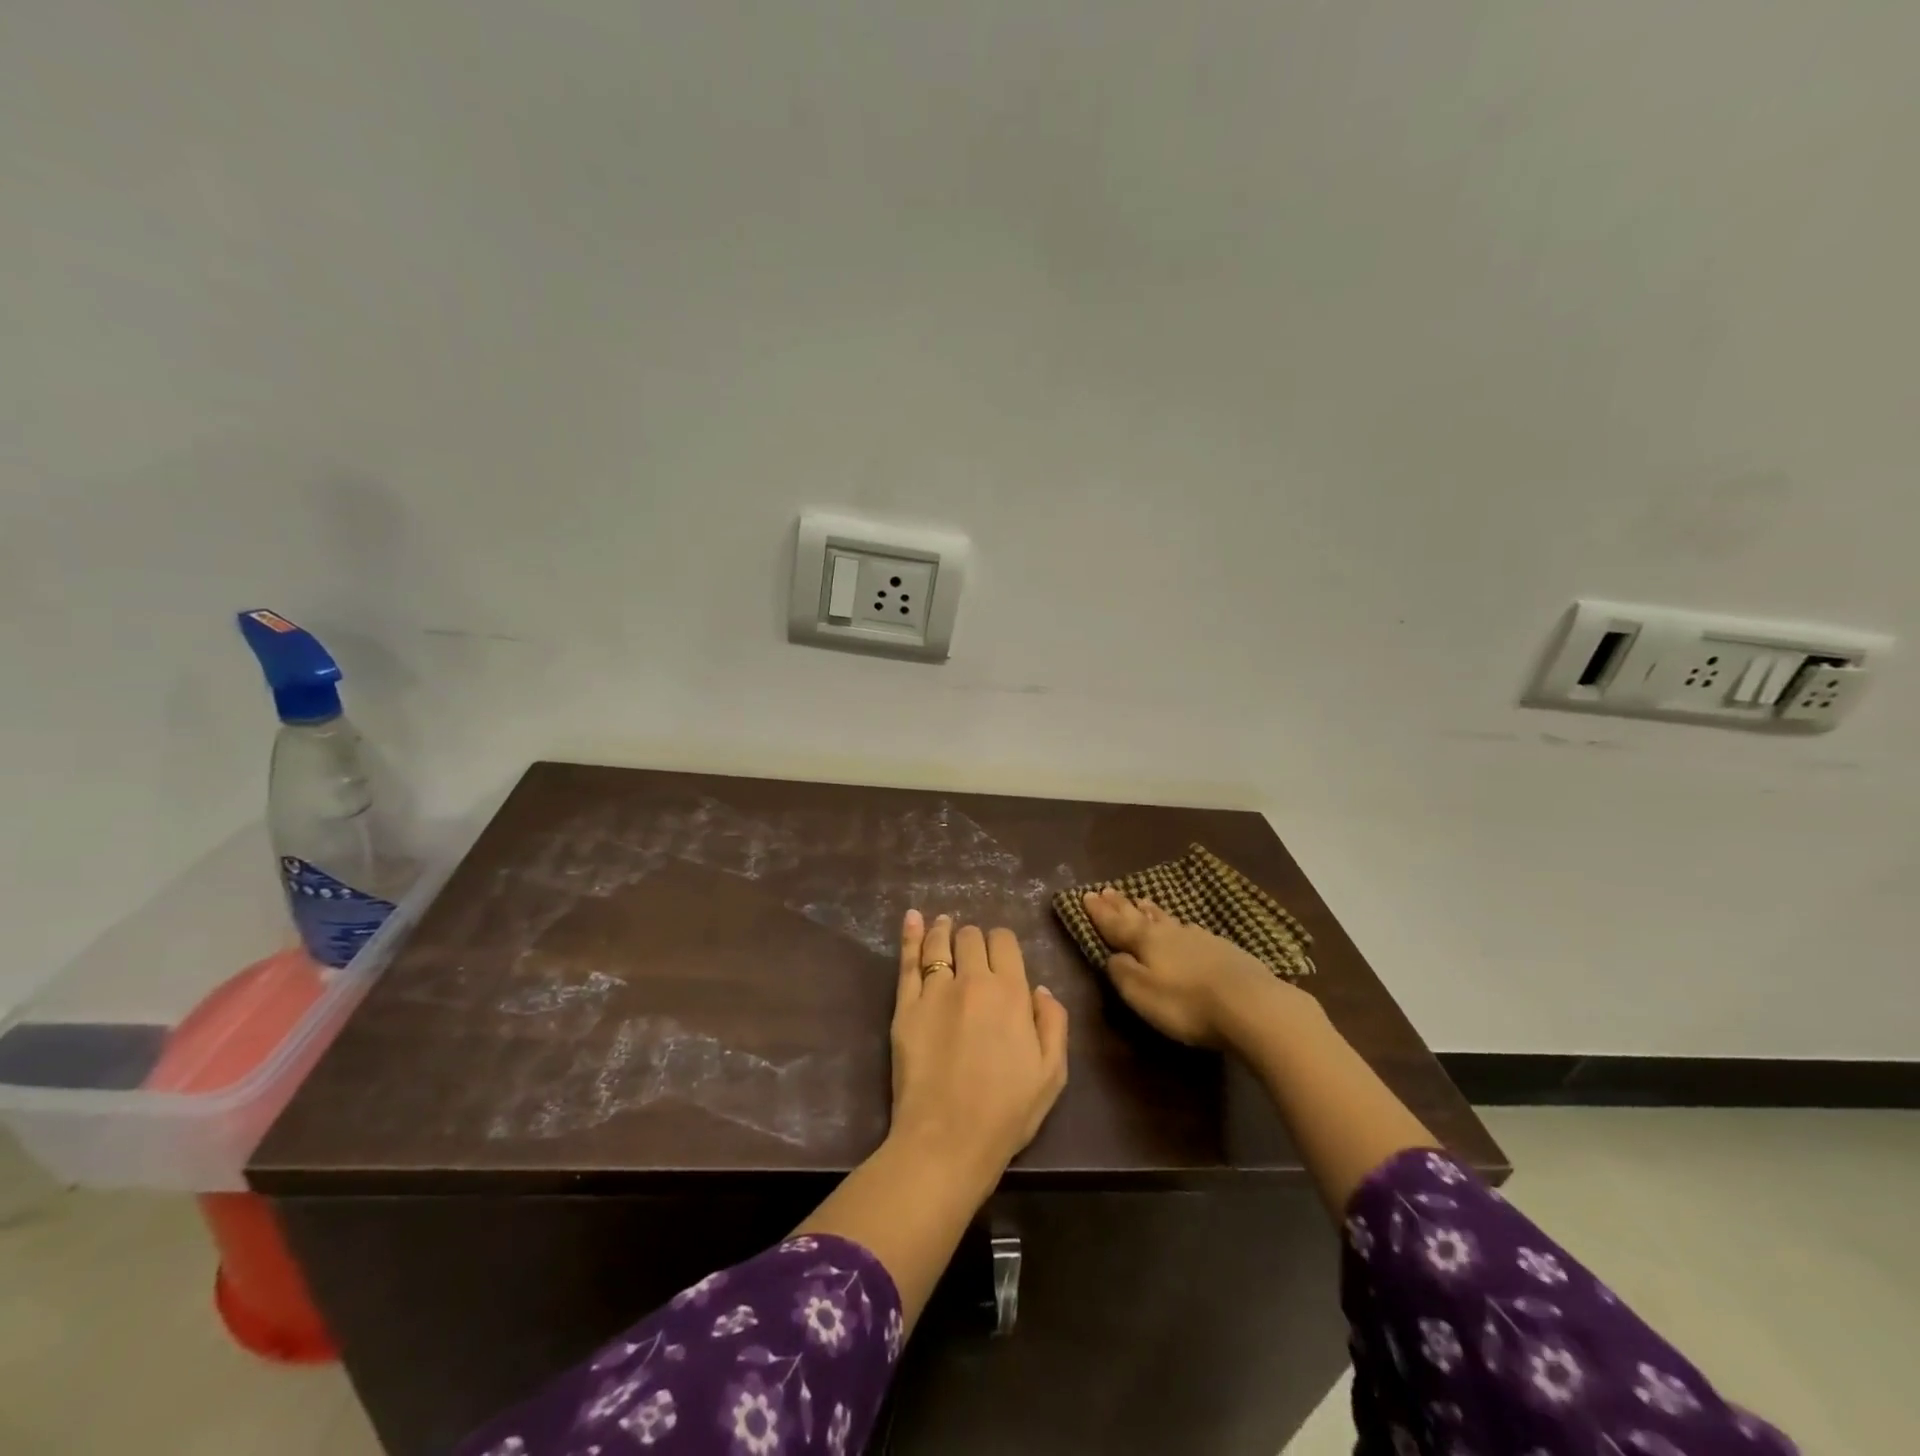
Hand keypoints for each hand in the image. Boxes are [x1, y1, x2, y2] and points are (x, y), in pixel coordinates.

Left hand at [888, 910, 1068, 1186]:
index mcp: (1010, 992)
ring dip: (944, 929)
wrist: (948, 1139)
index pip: (1004, 942)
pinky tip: (912, 918)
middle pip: (971, 938)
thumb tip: (1040, 990)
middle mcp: (972, 980)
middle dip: (974, 938)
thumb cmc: (1007, 1111)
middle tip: (972, 950)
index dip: (1002, 943)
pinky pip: (908, 961)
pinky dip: (910, 935)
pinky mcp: (905, 1006)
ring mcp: (935, 990)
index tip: (1000, 955)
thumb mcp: (1052, 1073)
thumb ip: (1053, 1024)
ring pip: (939, 943)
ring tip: (943, 923)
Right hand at [1081, 887, 1301, 1047]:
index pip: (1116, 923)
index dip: (1099, 912)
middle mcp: (1171, 933)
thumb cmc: (1187, 1004)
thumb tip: (1112, 956)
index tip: (1086, 895)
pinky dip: (1179, 926)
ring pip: (1168, 920)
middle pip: (1141, 916)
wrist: (1252, 1006)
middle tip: (1108, 890)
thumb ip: (1122, 972)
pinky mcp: (1225, 951)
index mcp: (1146, 941)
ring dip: (1151, 911)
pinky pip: (1191, 931)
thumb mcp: (1141, 993)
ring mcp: (1200, 939)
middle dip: (1122, 905)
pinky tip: (1184, 927)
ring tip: (1142, 901)